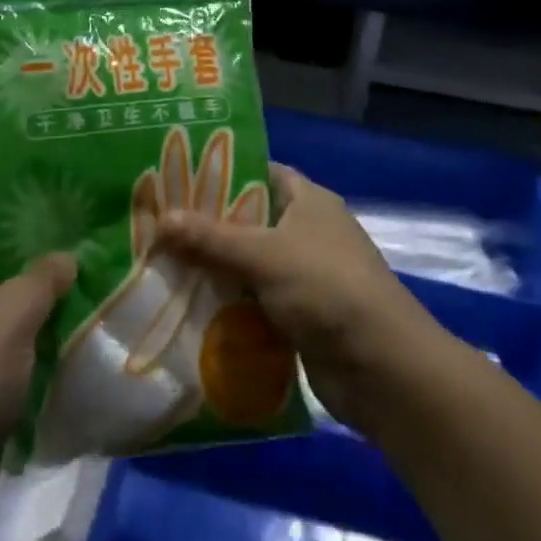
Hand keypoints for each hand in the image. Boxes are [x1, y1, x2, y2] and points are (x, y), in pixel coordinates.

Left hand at [0, 193, 74, 540]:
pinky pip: (20, 343)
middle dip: (37, 242)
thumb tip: (66, 257)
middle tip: (88, 234)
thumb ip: (40, 279)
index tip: (43, 195)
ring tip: (98, 276)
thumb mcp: (7, 317)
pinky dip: (48, 335)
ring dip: (49, 291)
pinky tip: (85, 331)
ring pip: (12, 301)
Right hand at [154, 163, 448, 434]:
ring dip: (215, 271)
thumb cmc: (326, 289)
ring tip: (162, 266)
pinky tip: (190, 310)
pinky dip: (230, 307)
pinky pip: (256, 303)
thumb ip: (211, 239)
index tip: (177, 178)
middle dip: (208, 227)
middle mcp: (309, 232)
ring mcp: (306, 276)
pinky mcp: (301, 317)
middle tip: (158, 226)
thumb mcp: (264, 255)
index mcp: (308, 201)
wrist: (382, 368)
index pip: (259, 172)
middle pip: (250, 221)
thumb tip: (160, 219)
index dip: (222, 172)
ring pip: (250, 265)